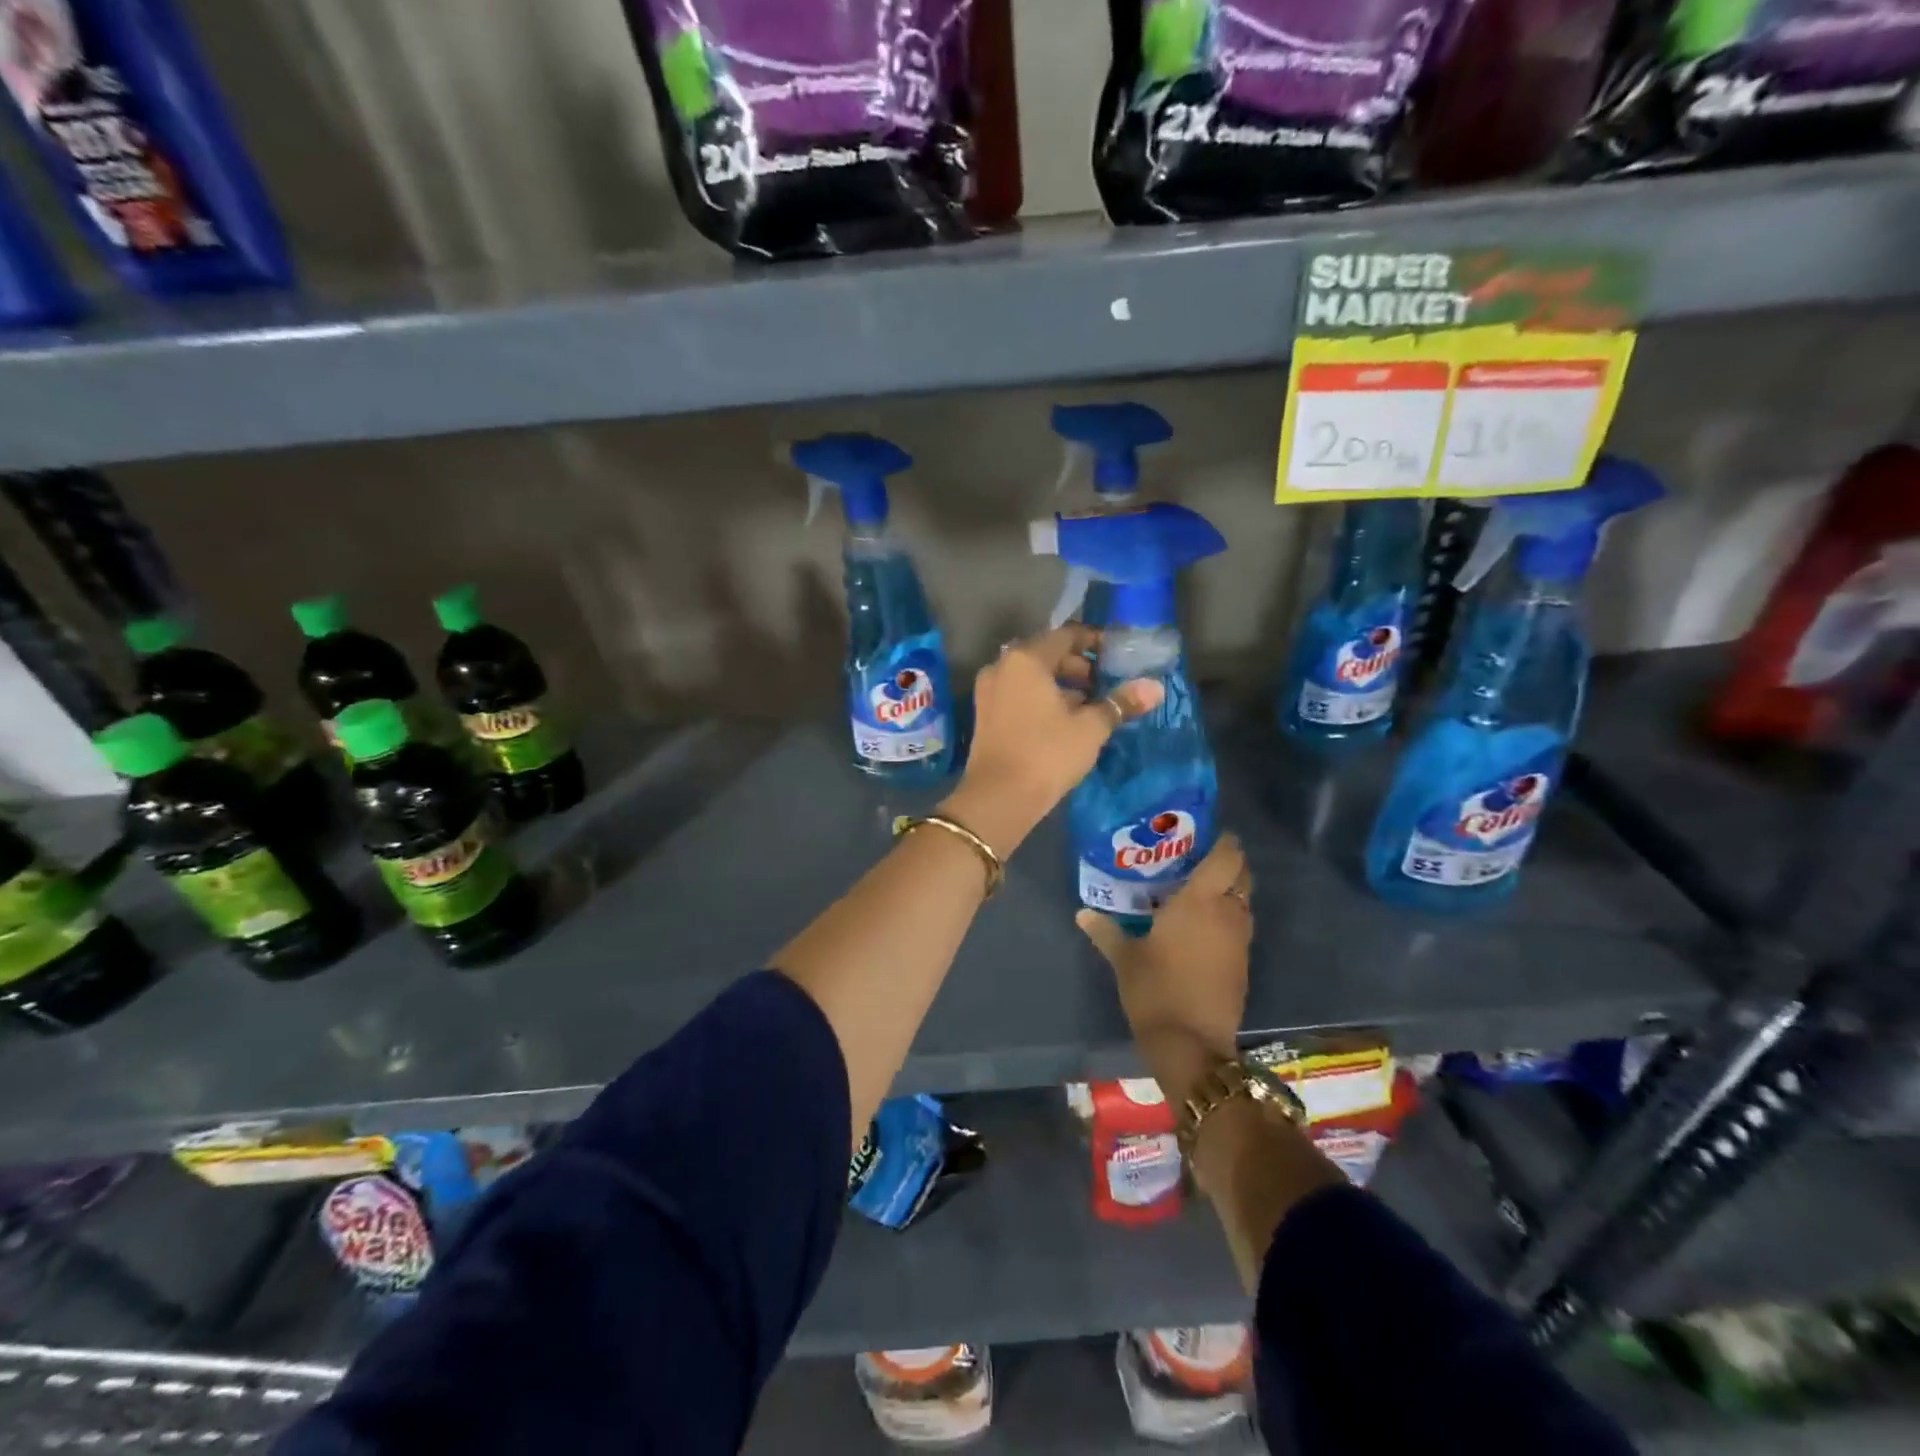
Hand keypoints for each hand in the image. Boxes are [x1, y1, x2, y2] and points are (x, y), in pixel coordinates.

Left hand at [941, 625, 1162, 856]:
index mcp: (1026, 659)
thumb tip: (1155, 687)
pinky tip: (1062, 721)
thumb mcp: (1090, 728)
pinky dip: (1040, 698)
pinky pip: (1018, 694)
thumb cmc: (1047, 754)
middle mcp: (1002, 666)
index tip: (1117, 655)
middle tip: (1104, 685)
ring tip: (1088, 706)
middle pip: (1046, 654)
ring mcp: (988, 691)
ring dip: (1060, 684)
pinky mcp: (984, 714)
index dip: (1094, 641)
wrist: (998, 798)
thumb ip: (1120, 703)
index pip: (1066, 635)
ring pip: (1031, 676)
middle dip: (1078, 666)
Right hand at [1076, 835, 1252, 1099]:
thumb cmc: (1155, 989)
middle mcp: (1227, 912)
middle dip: (1227, 863)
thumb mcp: (1124, 957)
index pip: (1227, 856)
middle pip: (1242, 874)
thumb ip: (1105, 930)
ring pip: (1243, 901)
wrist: (1191, 1044)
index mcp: (1200, 900)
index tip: (1206, 834)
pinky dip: (1227, 917)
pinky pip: (1239, 925)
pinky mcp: (1243, 962)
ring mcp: (1240, 939)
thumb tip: (1082, 912)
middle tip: (1196, 860)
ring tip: (1195, 890)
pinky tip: (1200, 926)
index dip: (1224, 841)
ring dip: (1228, 891)